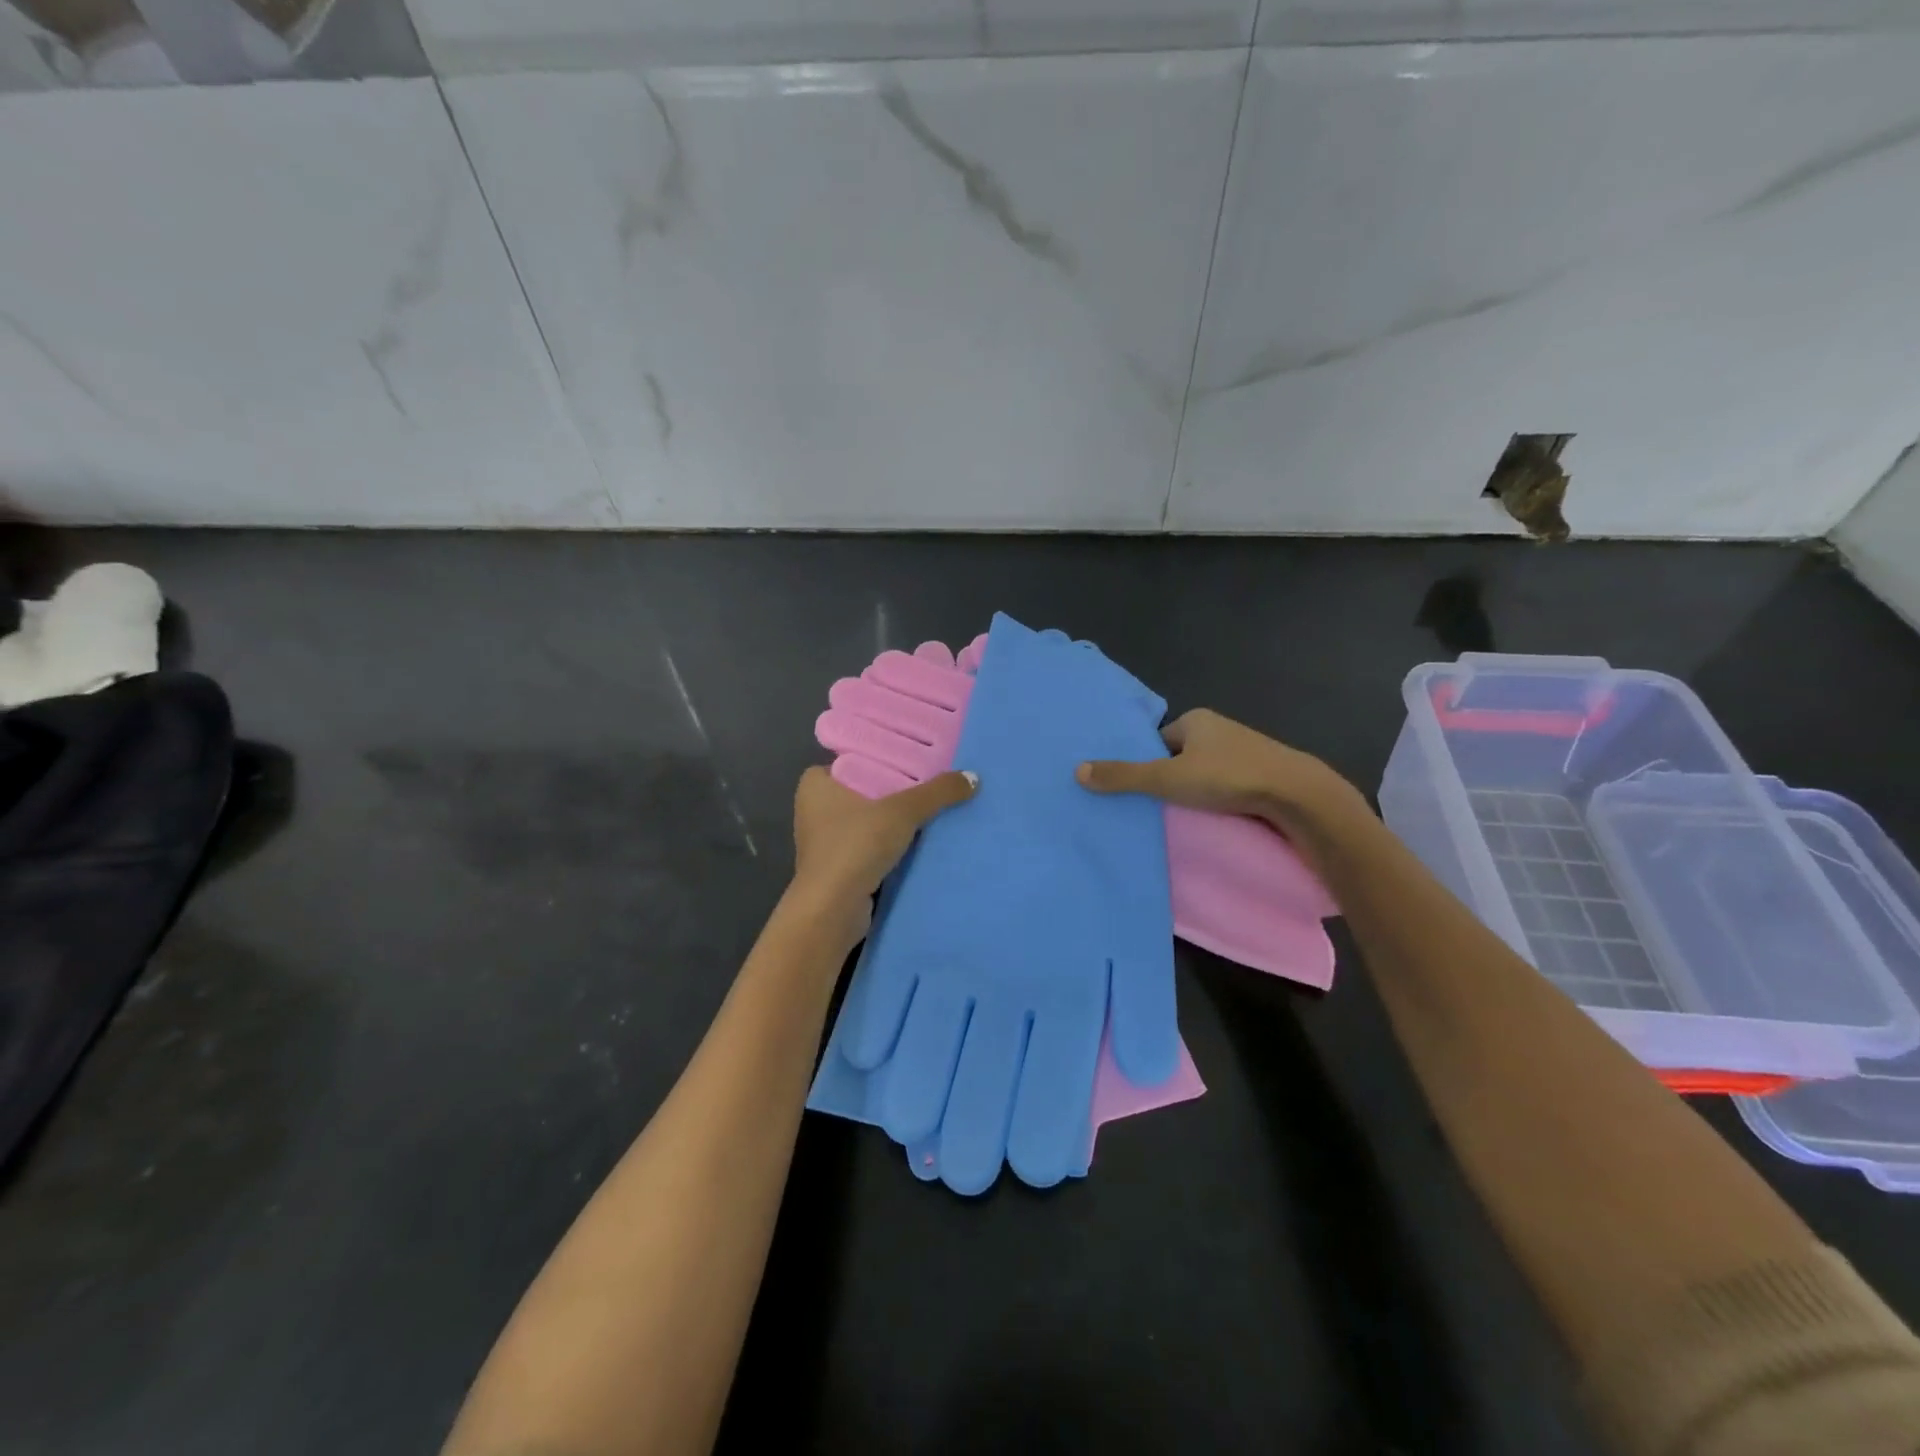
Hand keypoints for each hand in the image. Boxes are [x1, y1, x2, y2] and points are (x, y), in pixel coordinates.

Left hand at [790, 766, 977, 936]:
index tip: (913, 756)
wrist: (832, 911)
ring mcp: (825, 842)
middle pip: (864, 789)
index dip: (881, 756)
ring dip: (895, 819)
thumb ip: (937, 792)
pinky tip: (922, 841)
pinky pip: (871, 846)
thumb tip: (973, 777)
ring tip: (934, 807)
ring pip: (869, 820)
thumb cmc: (856, 846)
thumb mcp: (902, 812)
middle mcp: (815, 809)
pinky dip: (892, 844)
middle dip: (895, 788)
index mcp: (816, 784)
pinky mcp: (839, 868)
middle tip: (932, 779)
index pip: (851, 758)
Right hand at [1076, 709, 1365, 833]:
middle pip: (1180, 755)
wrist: (1297, 795)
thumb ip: (1123, 776)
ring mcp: (1246, 750)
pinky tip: (1216, 816)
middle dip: (1170, 777)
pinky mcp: (1264, 773)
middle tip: (1158, 806)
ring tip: (1184, 816)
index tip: (1141, 789)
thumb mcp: (1166, 778)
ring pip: (1206, 771)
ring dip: (1196, 790)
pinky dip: (1220, 798)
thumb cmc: (1227, 777)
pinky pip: (1229, 784)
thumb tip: (1078, 771)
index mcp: (1196, 719)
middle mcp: (1220, 728)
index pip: (1158, 740)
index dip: (1146, 762)